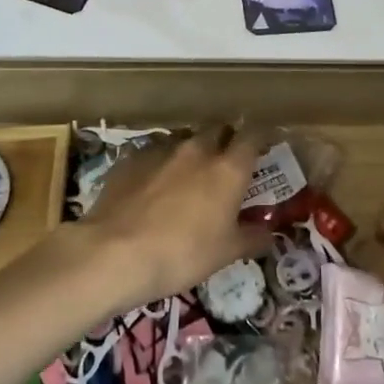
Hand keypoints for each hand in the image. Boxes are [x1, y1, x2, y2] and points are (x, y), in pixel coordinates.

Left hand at [42, 126, 273, 314]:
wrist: (114, 253)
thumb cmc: (182, 254)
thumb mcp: (225, 253)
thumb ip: (251, 237)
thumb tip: (269, 232)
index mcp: (228, 169)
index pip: (253, 135)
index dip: (262, 136)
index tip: (266, 143)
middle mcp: (196, 149)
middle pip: (217, 129)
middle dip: (225, 139)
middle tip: (227, 161)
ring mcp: (160, 150)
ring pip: (184, 139)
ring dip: (192, 150)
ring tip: (189, 174)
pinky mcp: (130, 159)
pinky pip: (153, 153)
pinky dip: (161, 163)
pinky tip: (153, 184)